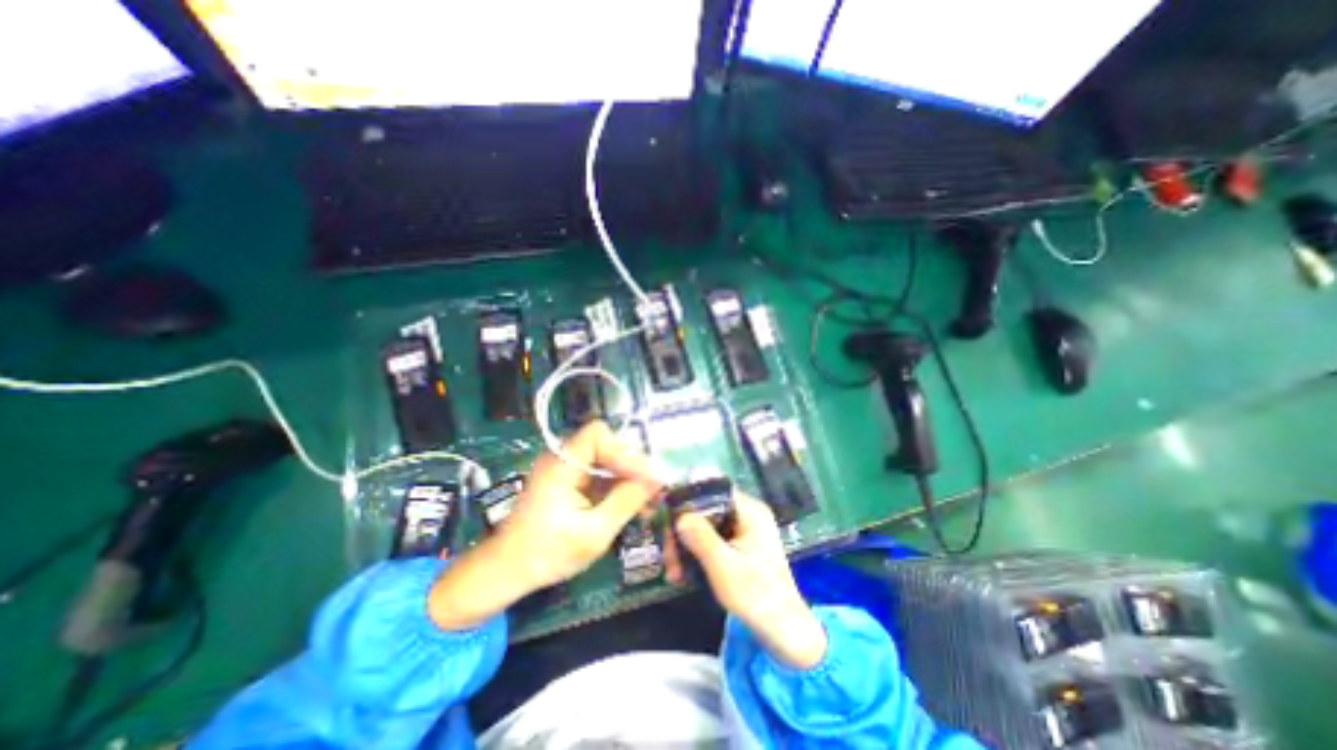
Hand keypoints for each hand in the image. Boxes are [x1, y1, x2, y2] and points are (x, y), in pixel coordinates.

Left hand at [428, 424, 662, 629]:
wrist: (506, 572)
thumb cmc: (547, 553)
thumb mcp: (594, 532)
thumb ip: (626, 501)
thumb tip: (657, 480)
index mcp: (562, 463)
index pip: (598, 434)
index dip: (624, 451)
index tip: (645, 477)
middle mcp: (563, 458)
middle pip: (606, 444)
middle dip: (632, 465)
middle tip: (653, 489)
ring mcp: (567, 469)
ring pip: (606, 460)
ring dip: (628, 477)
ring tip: (649, 500)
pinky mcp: (570, 482)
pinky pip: (600, 474)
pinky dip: (618, 487)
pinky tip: (633, 505)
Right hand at [679, 493, 826, 668]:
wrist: (783, 631)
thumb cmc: (755, 596)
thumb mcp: (723, 567)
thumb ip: (701, 538)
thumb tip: (679, 515)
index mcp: (750, 511)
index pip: (713, 490)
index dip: (688, 499)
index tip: (667, 518)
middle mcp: (748, 513)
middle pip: (707, 509)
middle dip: (683, 530)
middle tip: (667, 555)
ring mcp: (745, 529)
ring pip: (706, 525)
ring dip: (687, 545)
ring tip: (672, 571)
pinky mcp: (740, 545)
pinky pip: (712, 539)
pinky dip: (697, 552)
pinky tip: (683, 574)